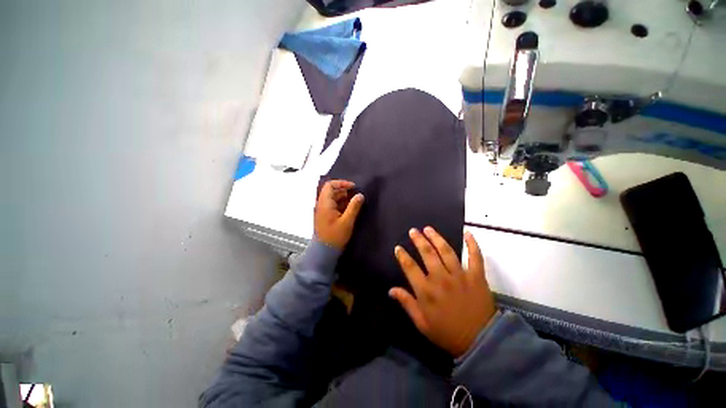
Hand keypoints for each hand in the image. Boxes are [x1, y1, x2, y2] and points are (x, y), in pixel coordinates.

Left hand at [314, 180, 364, 248]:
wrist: (324, 251)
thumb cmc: (335, 236)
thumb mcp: (347, 221)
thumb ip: (354, 207)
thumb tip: (360, 195)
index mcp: (325, 203)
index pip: (330, 185)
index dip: (342, 183)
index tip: (353, 187)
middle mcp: (321, 204)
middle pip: (331, 191)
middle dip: (344, 190)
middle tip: (356, 195)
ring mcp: (322, 210)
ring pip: (332, 198)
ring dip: (343, 197)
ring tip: (354, 202)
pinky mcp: (325, 216)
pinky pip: (332, 205)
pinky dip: (341, 203)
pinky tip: (349, 209)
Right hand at [390, 227, 496, 357]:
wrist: (480, 343)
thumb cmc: (447, 333)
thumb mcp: (422, 323)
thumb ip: (406, 303)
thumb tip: (391, 290)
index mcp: (426, 291)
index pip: (410, 267)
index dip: (402, 256)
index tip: (398, 248)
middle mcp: (441, 278)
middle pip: (427, 253)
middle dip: (418, 240)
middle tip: (413, 231)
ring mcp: (460, 275)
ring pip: (446, 251)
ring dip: (436, 238)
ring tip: (429, 229)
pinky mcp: (476, 276)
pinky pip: (475, 257)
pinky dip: (472, 244)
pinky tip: (467, 233)